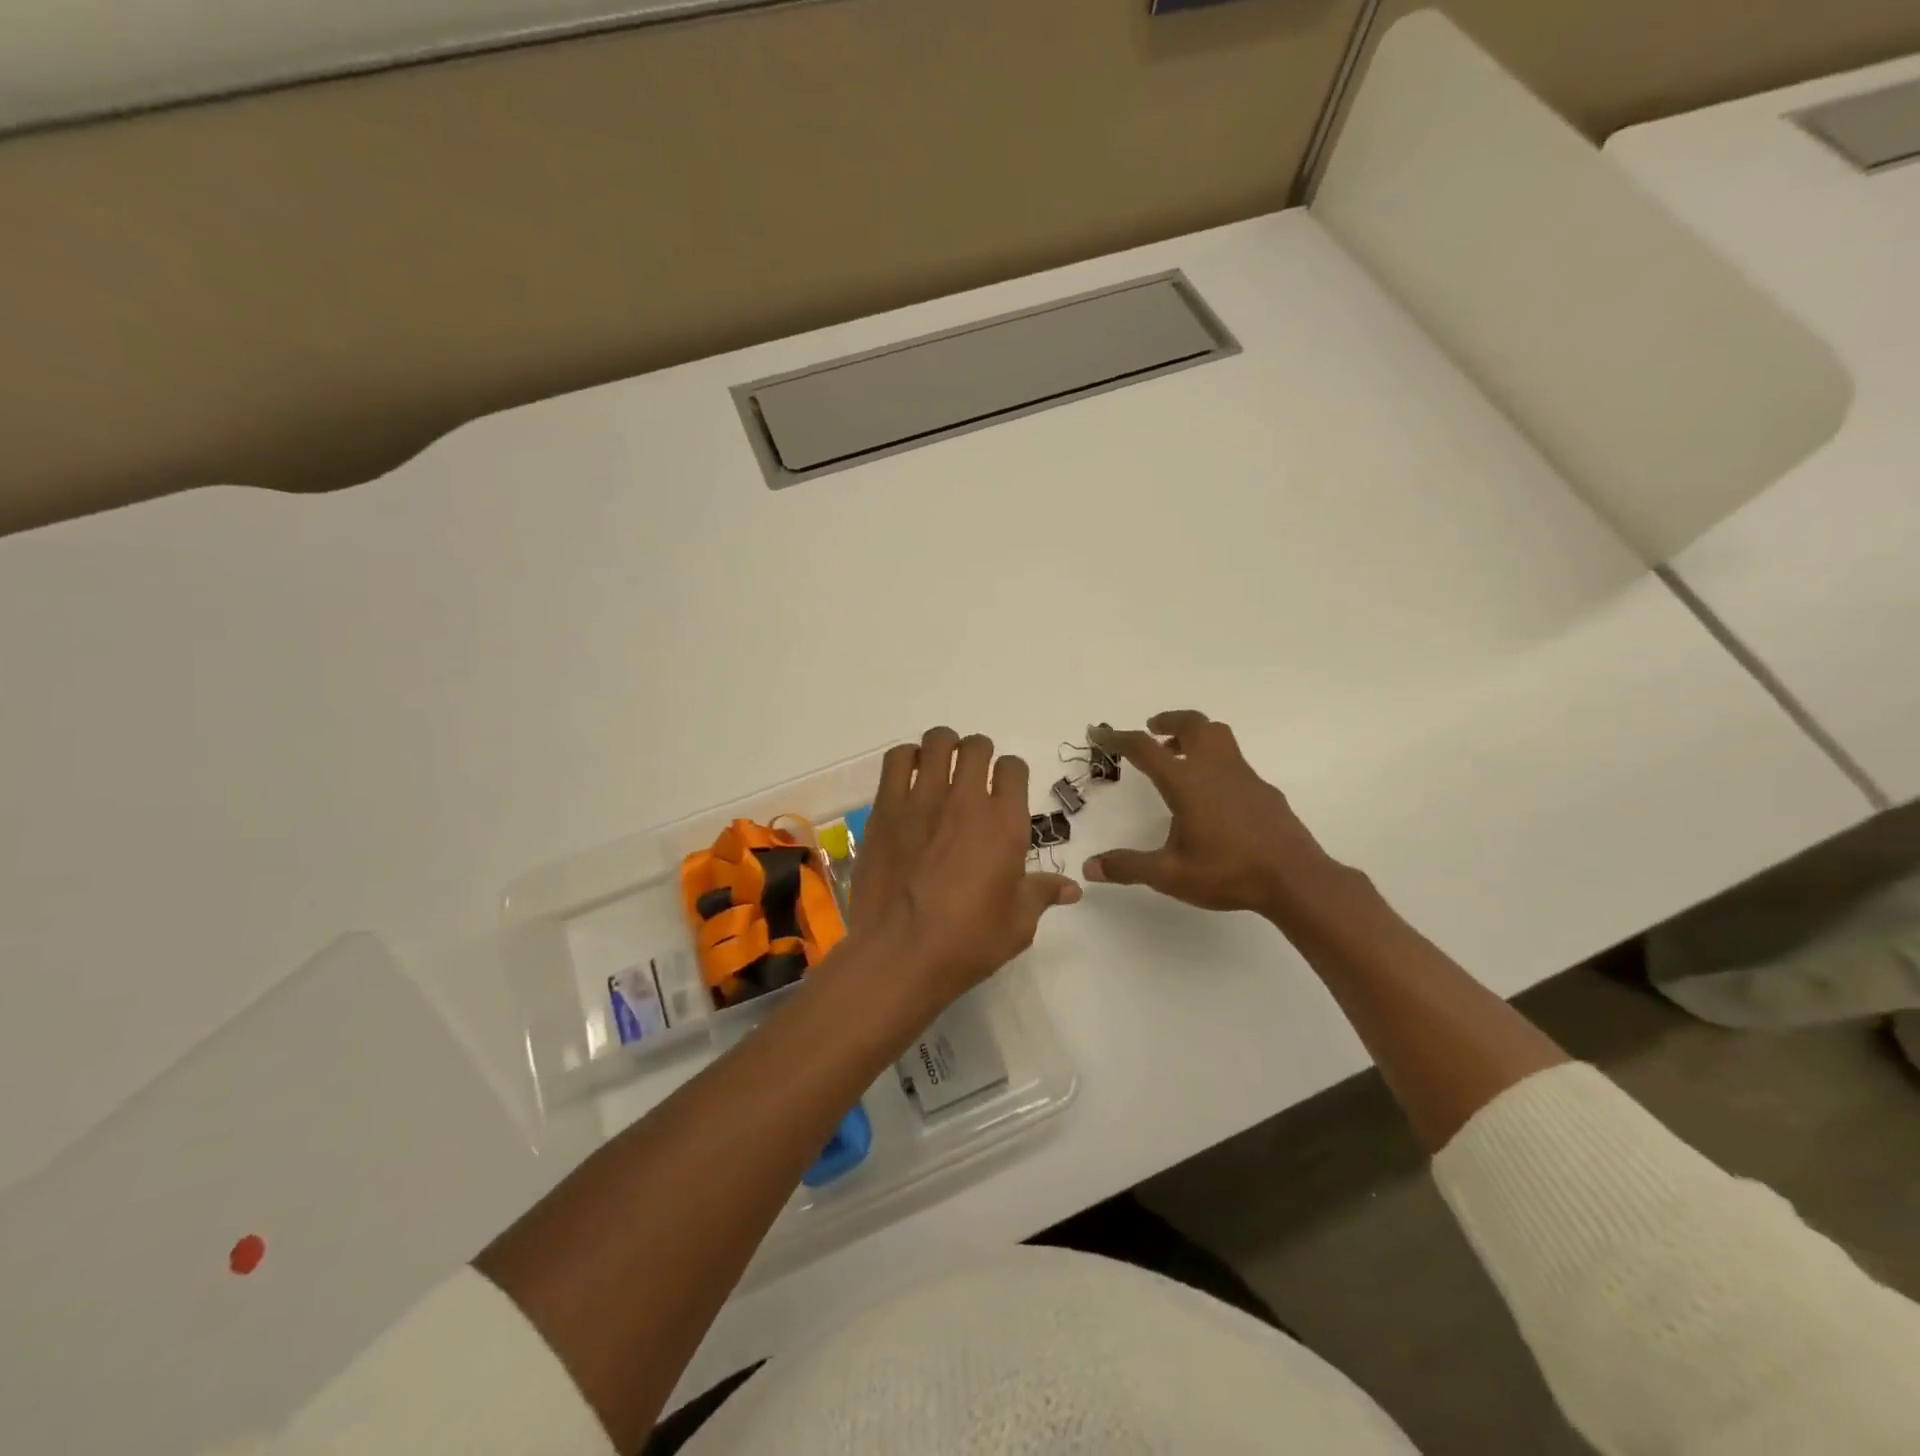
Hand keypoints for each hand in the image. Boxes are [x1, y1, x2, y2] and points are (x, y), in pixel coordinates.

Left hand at [848, 727, 1080, 1006]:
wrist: (900, 953)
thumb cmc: (967, 942)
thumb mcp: (1018, 924)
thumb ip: (1041, 894)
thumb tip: (1072, 888)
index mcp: (1005, 822)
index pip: (1014, 768)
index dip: (1010, 774)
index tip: (1003, 790)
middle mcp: (966, 800)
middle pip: (976, 747)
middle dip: (978, 753)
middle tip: (971, 775)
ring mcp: (922, 800)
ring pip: (936, 742)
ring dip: (942, 747)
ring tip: (939, 767)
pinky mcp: (886, 808)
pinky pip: (896, 761)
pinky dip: (905, 758)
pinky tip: (907, 777)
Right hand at [1082, 711, 1345, 922]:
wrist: (1294, 879)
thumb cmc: (1227, 872)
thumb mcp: (1170, 875)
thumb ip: (1128, 867)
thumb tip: (1091, 867)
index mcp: (1186, 783)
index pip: (1144, 748)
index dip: (1118, 737)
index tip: (1100, 733)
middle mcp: (1215, 769)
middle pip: (1192, 724)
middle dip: (1168, 720)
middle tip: (1152, 729)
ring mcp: (1244, 776)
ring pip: (1218, 735)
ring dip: (1194, 735)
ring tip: (1179, 755)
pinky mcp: (1264, 790)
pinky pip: (1234, 761)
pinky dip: (1215, 762)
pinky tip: (1213, 794)